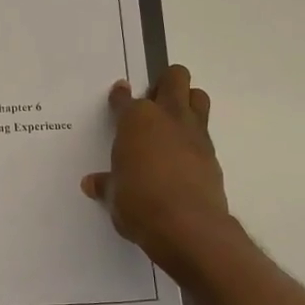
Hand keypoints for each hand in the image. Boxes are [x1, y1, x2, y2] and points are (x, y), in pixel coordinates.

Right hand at [81, 66, 232, 279]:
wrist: (187, 226)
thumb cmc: (139, 204)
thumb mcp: (114, 196)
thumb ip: (106, 184)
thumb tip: (93, 183)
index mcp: (136, 120)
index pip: (124, 98)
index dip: (119, 96)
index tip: (119, 94)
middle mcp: (167, 117)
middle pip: (174, 77)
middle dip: (163, 83)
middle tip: (151, 103)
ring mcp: (194, 133)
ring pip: (198, 96)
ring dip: (186, 102)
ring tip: (171, 122)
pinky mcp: (212, 154)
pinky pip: (204, 132)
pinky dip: (193, 137)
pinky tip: (182, 156)